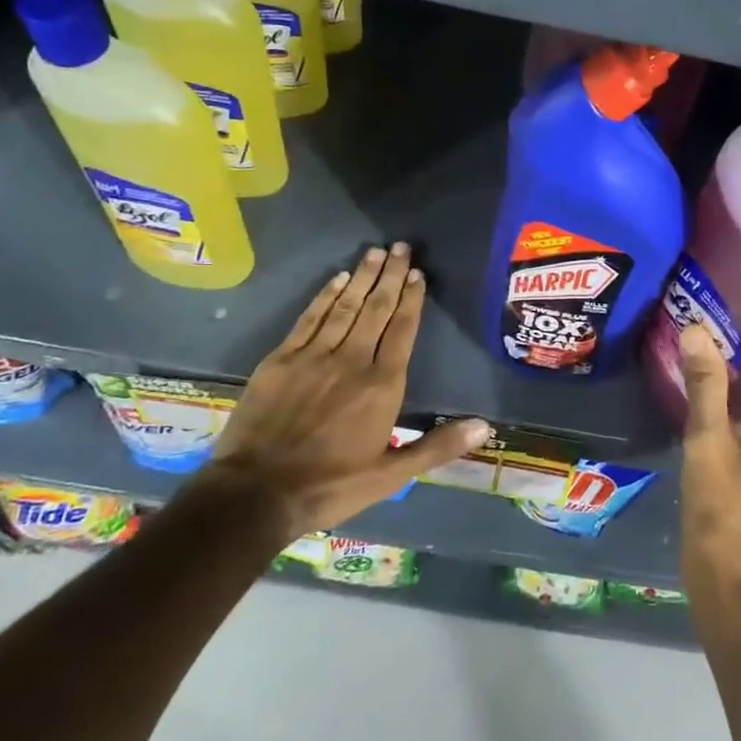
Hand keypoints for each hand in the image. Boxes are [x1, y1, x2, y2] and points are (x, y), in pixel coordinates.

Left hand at [205, 243, 490, 543]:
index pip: (402, 330)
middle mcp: (352, 360)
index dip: (411, 299)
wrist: (256, 494)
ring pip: (345, 306)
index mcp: (382, 385)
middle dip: (391, 275)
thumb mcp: (391, 476)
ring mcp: (314, 356)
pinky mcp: (282, 359)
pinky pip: (310, 318)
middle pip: (377, 308)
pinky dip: (325, 296)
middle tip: (400, 247)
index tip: (418, 273)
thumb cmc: (330, 486)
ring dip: (362, 277)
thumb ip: (438, 446)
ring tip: (376, 252)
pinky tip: (337, 279)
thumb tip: (485, 427)